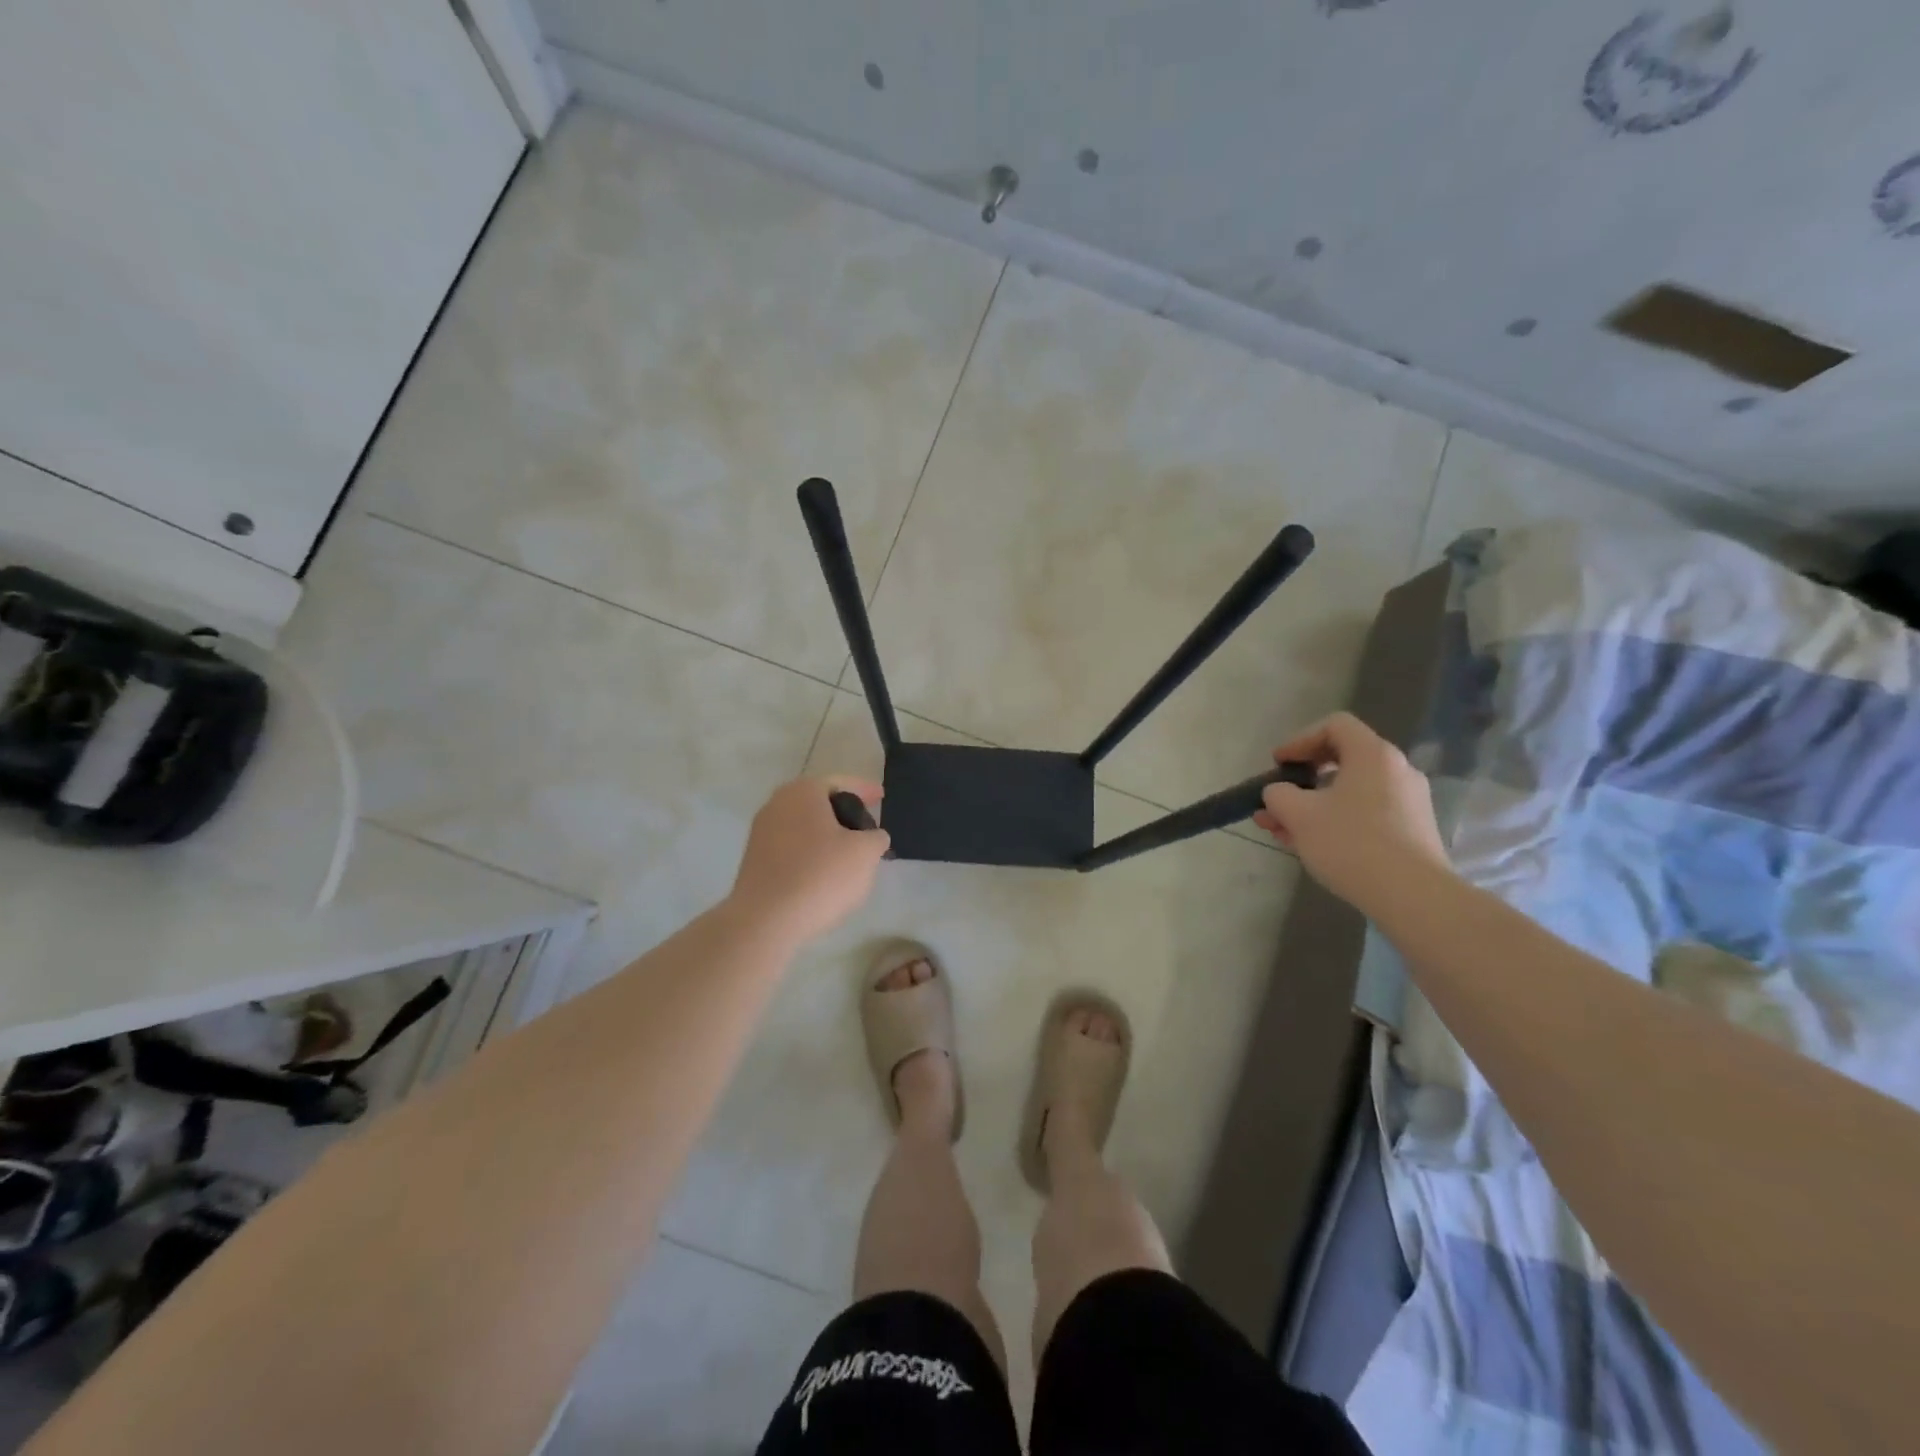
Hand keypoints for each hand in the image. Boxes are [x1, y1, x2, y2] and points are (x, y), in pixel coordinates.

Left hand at [730, 776, 889, 943]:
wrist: (766, 920)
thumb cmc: (821, 875)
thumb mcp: (865, 853)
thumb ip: (876, 837)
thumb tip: (872, 837)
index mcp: (803, 791)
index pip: (842, 783)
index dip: (866, 790)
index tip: (882, 797)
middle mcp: (777, 803)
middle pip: (820, 803)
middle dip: (844, 814)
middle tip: (867, 827)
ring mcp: (761, 832)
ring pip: (804, 826)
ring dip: (827, 835)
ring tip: (849, 854)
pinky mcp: (754, 860)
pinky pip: (792, 848)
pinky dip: (811, 853)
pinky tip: (825, 873)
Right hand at [1254, 712, 1449, 909]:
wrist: (1413, 896)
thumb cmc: (1351, 843)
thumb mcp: (1299, 815)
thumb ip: (1278, 795)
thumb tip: (1278, 793)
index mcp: (1373, 755)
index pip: (1334, 726)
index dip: (1300, 740)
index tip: (1278, 764)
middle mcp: (1396, 770)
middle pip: (1342, 761)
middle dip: (1301, 780)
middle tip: (1276, 801)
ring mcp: (1409, 802)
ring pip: (1350, 792)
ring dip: (1313, 805)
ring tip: (1283, 831)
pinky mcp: (1412, 831)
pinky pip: (1366, 814)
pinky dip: (1336, 821)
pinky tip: (1313, 846)